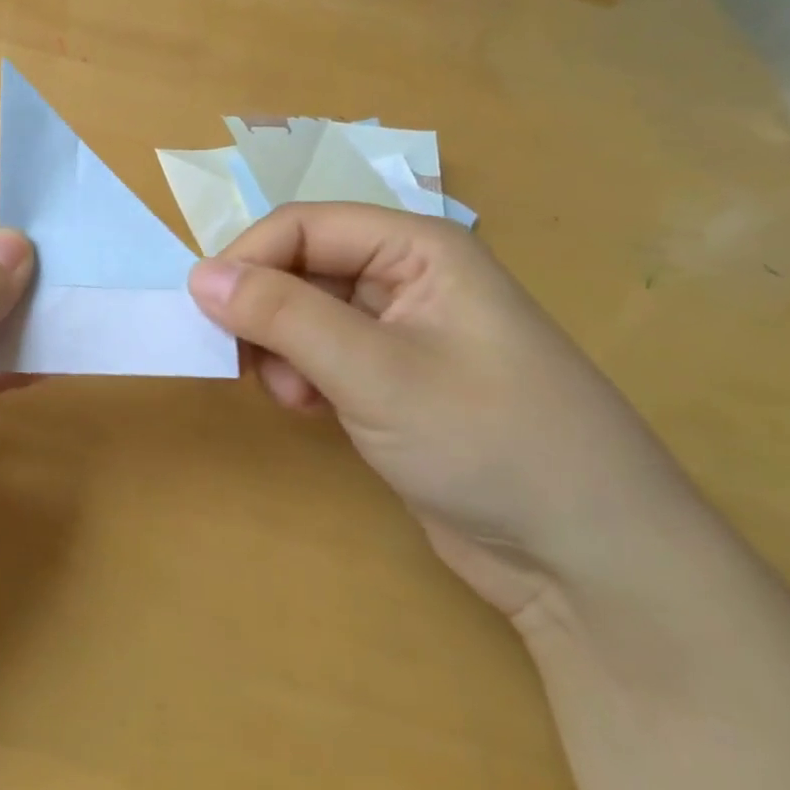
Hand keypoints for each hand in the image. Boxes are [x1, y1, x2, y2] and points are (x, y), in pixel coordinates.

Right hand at [188, 204, 698, 620]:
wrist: (591, 564)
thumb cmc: (491, 442)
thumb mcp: (376, 372)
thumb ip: (282, 315)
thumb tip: (198, 275)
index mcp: (418, 246)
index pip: (304, 225)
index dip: (249, 259)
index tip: (205, 312)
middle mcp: (408, 276)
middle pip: (302, 266)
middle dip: (266, 312)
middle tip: (249, 365)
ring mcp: (402, 331)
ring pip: (305, 313)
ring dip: (281, 348)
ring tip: (296, 396)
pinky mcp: (394, 381)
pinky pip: (322, 354)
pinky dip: (302, 376)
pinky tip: (313, 411)